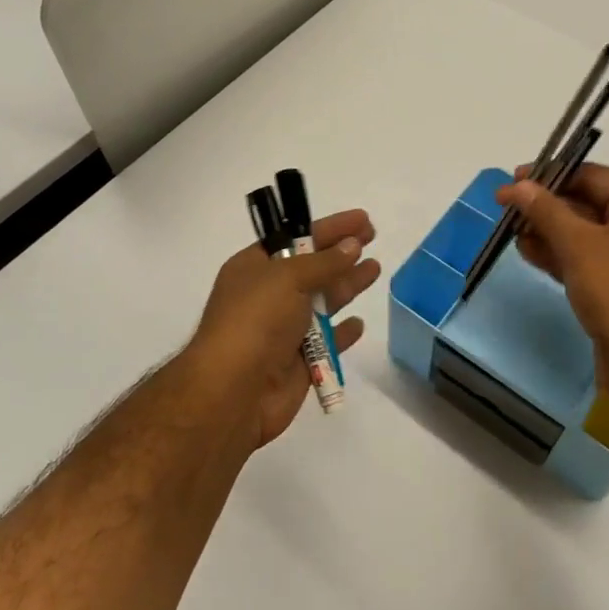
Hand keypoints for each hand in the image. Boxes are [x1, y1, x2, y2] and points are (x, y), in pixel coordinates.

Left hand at [184, 208, 381, 448]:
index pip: (295, 238)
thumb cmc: (255, 321)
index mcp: (254, 268)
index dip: (329, 227)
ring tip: (374, 269)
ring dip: (347, 285)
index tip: (360, 218)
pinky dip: (343, 332)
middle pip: (312, 268)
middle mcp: (268, 296)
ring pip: (322, 302)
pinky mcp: (299, 362)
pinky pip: (327, 342)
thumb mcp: (287, 277)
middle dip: (341, 252)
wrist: (234, 391)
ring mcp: (283, 330)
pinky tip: (358, 323)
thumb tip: (353, 245)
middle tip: (372, 237)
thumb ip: (324, 262)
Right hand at [494, 164, 608, 396]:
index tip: (513, 181)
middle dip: (546, 207)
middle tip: (506, 209)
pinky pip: (588, 259)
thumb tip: (517, 185)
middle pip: (588, 203)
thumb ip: (545, 210)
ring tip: (512, 234)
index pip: (592, 175)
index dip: (550, 175)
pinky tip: (530, 255)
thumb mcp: (578, 244)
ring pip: (585, 234)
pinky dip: (561, 255)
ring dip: (548, 232)